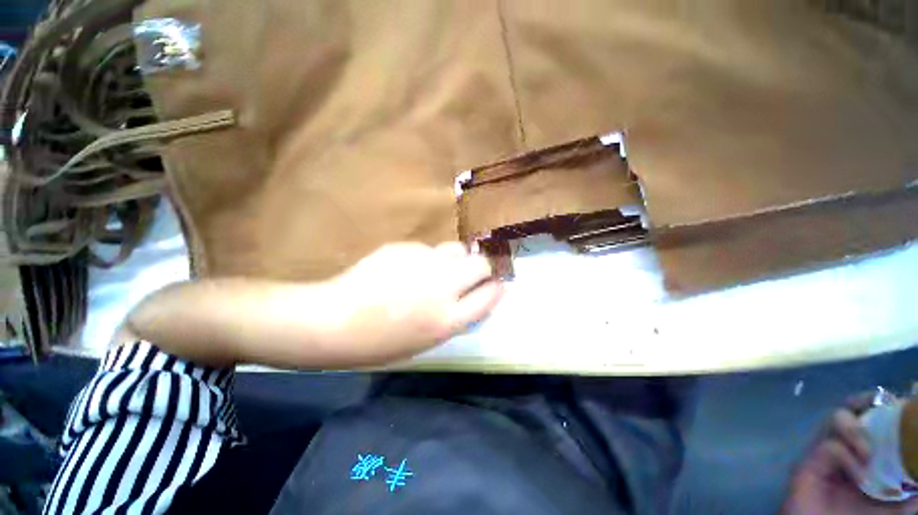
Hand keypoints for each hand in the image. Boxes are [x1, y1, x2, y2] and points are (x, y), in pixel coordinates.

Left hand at [325, 242, 503, 361]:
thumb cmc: (381, 342)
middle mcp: (442, 286)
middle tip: (471, 275)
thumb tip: (477, 297)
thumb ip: (457, 317)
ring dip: (456, 259)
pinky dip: (427, 258)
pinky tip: (407, 269)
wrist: (334, 320)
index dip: (497, 288)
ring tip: (439, 270)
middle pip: (480, 264)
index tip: (497, 284)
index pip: (490, 295)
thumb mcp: (426, 341)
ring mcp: (423, 262)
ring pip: (457, 249)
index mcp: (447, 319)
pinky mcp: (405, 247)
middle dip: (482, 268)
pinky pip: (428, 249)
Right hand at [783, 394, 917, 514]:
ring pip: (836, 419)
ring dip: (854, 428)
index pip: (873, 415)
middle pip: (851, 409)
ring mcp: (825, 451)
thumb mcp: (895, 507)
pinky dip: (846, 456)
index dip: (883, 403)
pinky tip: (858, 474)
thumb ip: (911, 492)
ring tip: (868, 452)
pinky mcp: (809, 461)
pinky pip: (829, 447)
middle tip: (877, 407)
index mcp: (866, 449)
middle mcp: (846, 443)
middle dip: (863, 402)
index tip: (900, 402)